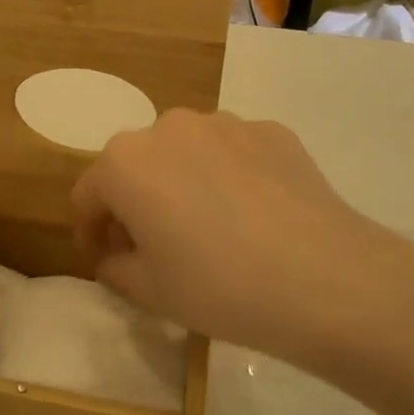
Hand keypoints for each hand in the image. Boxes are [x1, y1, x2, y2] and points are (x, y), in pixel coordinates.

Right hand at [70, 110, 413, 364]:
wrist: (326, 279)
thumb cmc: (219, 287)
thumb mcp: (148, 292)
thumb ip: (114, 268)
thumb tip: (116, 255)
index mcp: (125, 162)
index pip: (88, 195)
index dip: (88, 231)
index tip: (101, 259)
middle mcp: (168, 127)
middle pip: (135, 166)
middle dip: (133, 203)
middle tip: (152, 246)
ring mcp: (225, 123)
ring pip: (185, 153)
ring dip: (181, 183)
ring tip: (207, 228)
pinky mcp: (272, 130)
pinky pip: (232, 153)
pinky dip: (228, 177)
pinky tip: (252, 216)